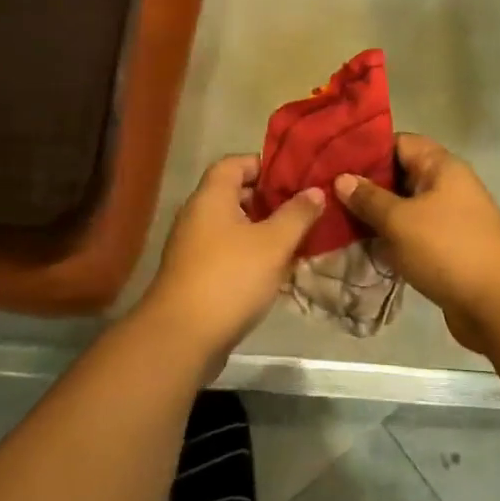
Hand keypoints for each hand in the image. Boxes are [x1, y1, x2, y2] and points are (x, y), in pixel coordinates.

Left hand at [140, 155, 324, 365]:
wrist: (183, 337)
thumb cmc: (230, 278)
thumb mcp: (274, 243)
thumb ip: (297, 214)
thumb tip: (316, 190)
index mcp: (211, 197)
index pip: (235, 163)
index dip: (264, 165)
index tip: (295, 177)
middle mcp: (198, 216)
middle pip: (235, 195)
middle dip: (270, 200)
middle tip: (303, 208)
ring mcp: (193, 247)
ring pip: (234, 227)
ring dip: (264, 230)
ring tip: (298, 238)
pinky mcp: (196, 275)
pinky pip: (228, 253)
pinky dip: (251, 254)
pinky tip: (277, 270)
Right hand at [334, 134, 499, 352]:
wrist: (498, 305)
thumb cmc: (447, 249)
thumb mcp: (400, 220)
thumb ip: (369, 198)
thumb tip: (342, 178)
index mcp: (441, 167)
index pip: (399, 142)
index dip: (366, 149)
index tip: (331, 160)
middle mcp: (447, 186)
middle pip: (400, 175)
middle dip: (365, 185)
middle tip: (325, 194)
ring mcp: (449, 219)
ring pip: (403, 208)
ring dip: (375, 216)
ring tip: (334, 221)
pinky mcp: (446, 249)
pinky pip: (411, 235)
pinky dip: (389, 239)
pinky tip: (360, 247)